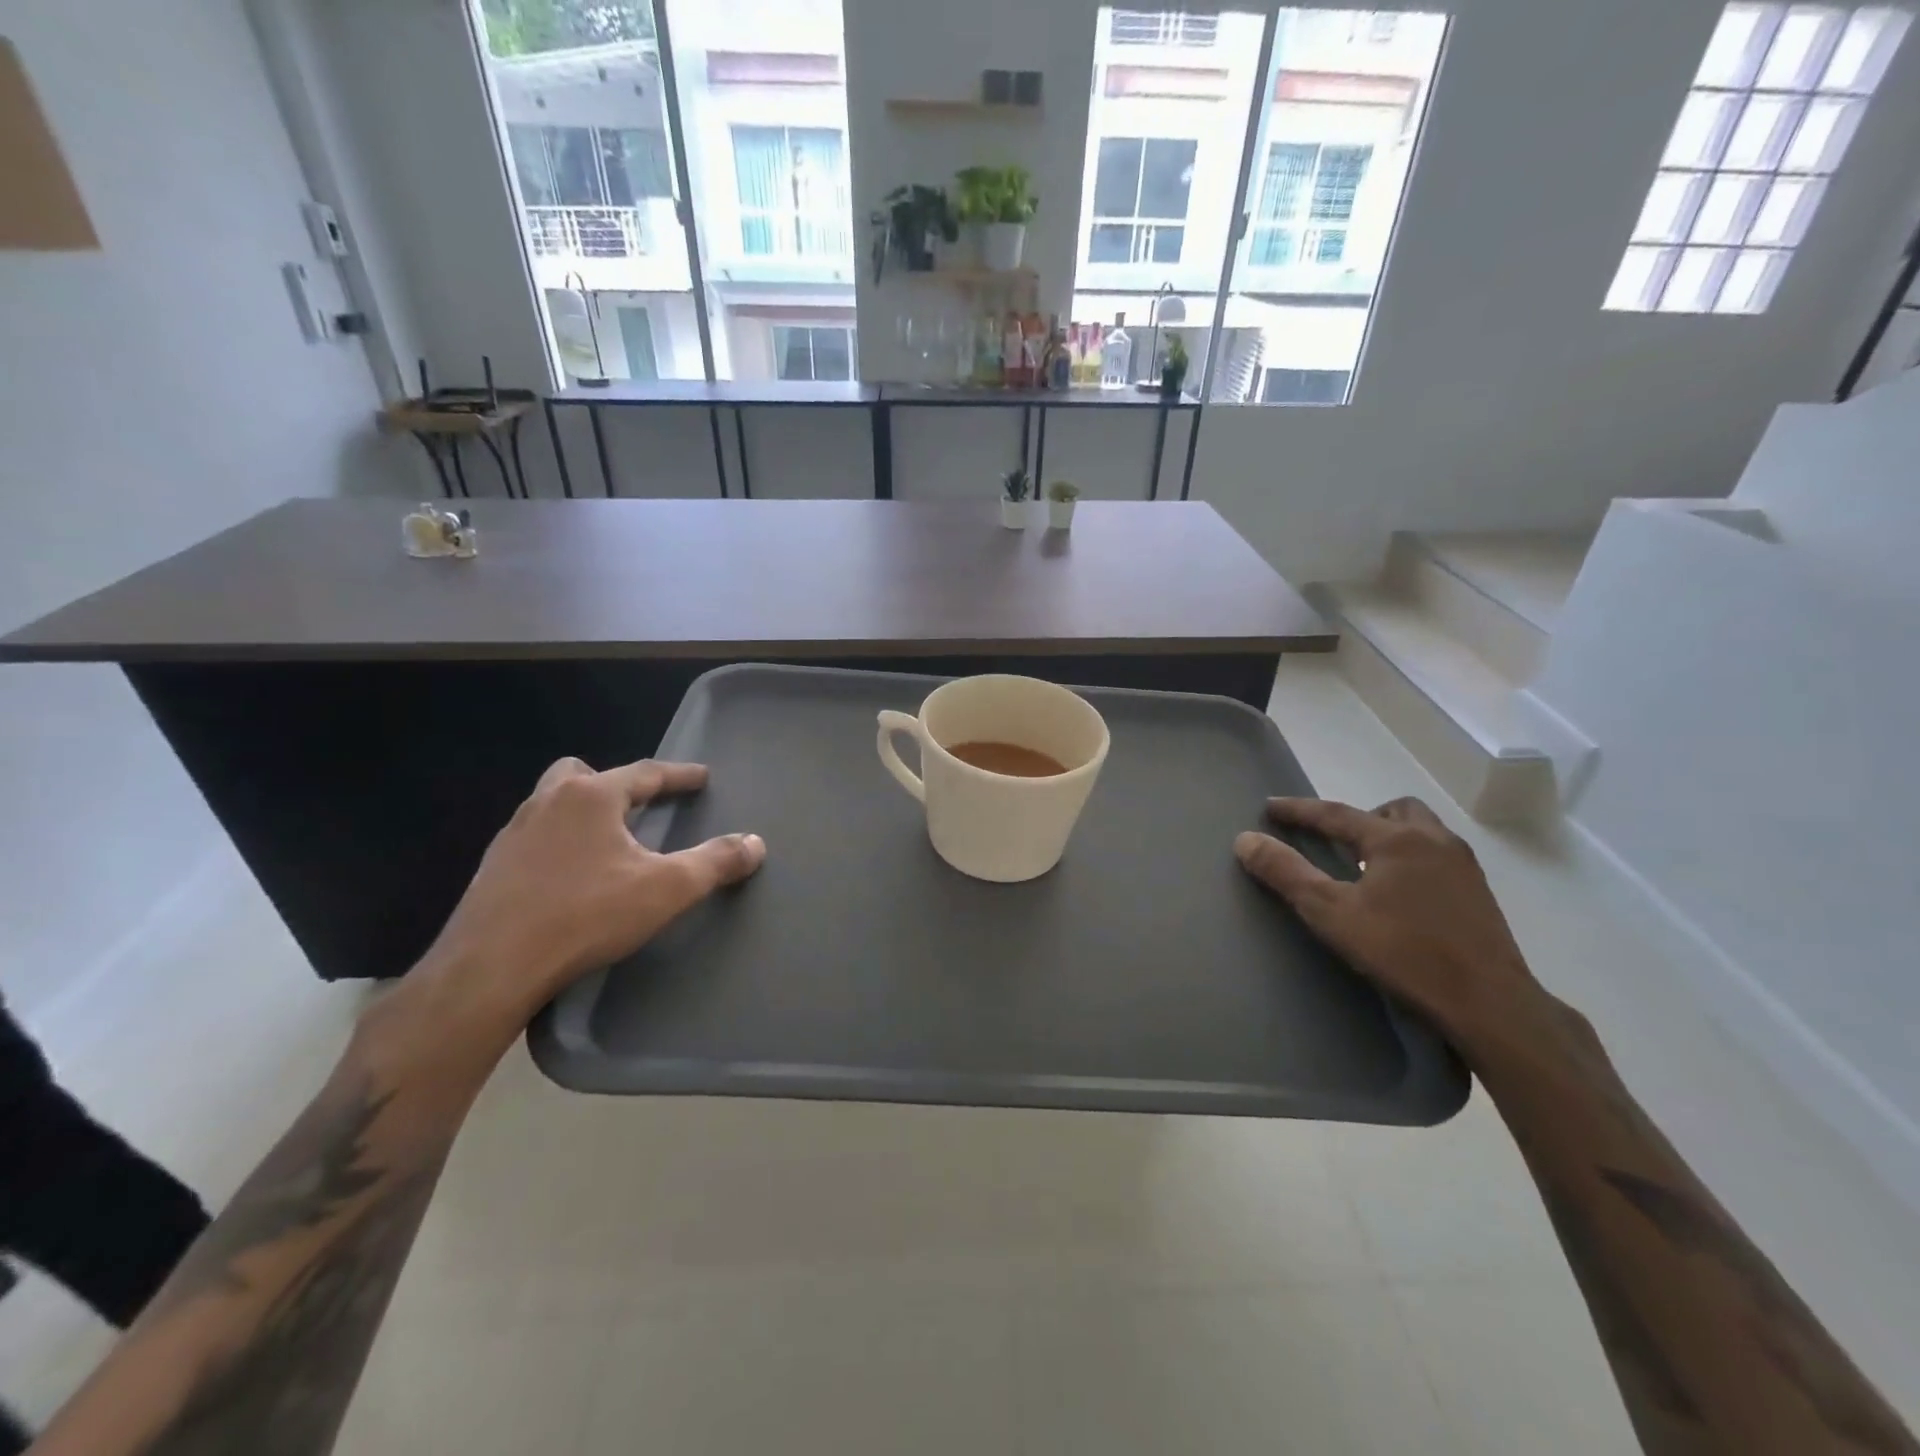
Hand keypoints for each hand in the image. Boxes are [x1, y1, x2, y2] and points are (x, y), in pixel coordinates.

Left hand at [424, 757, 764, 1025]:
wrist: (489, 969)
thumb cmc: (585, 916)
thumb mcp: (666, 889)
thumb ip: (715, 862)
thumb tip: (755, 843)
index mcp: (590, 797)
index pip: (644, 773)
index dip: (679, 775)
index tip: (701, 777)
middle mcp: (547, 803)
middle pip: (582, 774)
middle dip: (614, 784)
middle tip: (638, 805)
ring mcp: (512, 835)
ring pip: (552, 804)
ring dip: (582, 812)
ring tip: (607, 842)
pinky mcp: (492, 869)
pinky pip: (534, 838)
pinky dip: (559, 844)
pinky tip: (571, 877)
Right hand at [1234, 796, 1551, 1053]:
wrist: (1489, 1003)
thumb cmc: (1403, 952)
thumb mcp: (1331, 913)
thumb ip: (1286, 873)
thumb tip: (1245, 840)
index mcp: (1395, 839)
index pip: (1336, 813)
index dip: (1298, 810)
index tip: (1269, 807)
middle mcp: (1433, 840)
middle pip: (1392, 810)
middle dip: (1359, 818)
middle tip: (1334, 842)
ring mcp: (1463, 866)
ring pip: (1421, 830)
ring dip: (1389, 837)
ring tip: (1365, 868)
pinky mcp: (1479, 894)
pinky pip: (1437, 856)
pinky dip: (1410, 860)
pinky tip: (1399, 896)